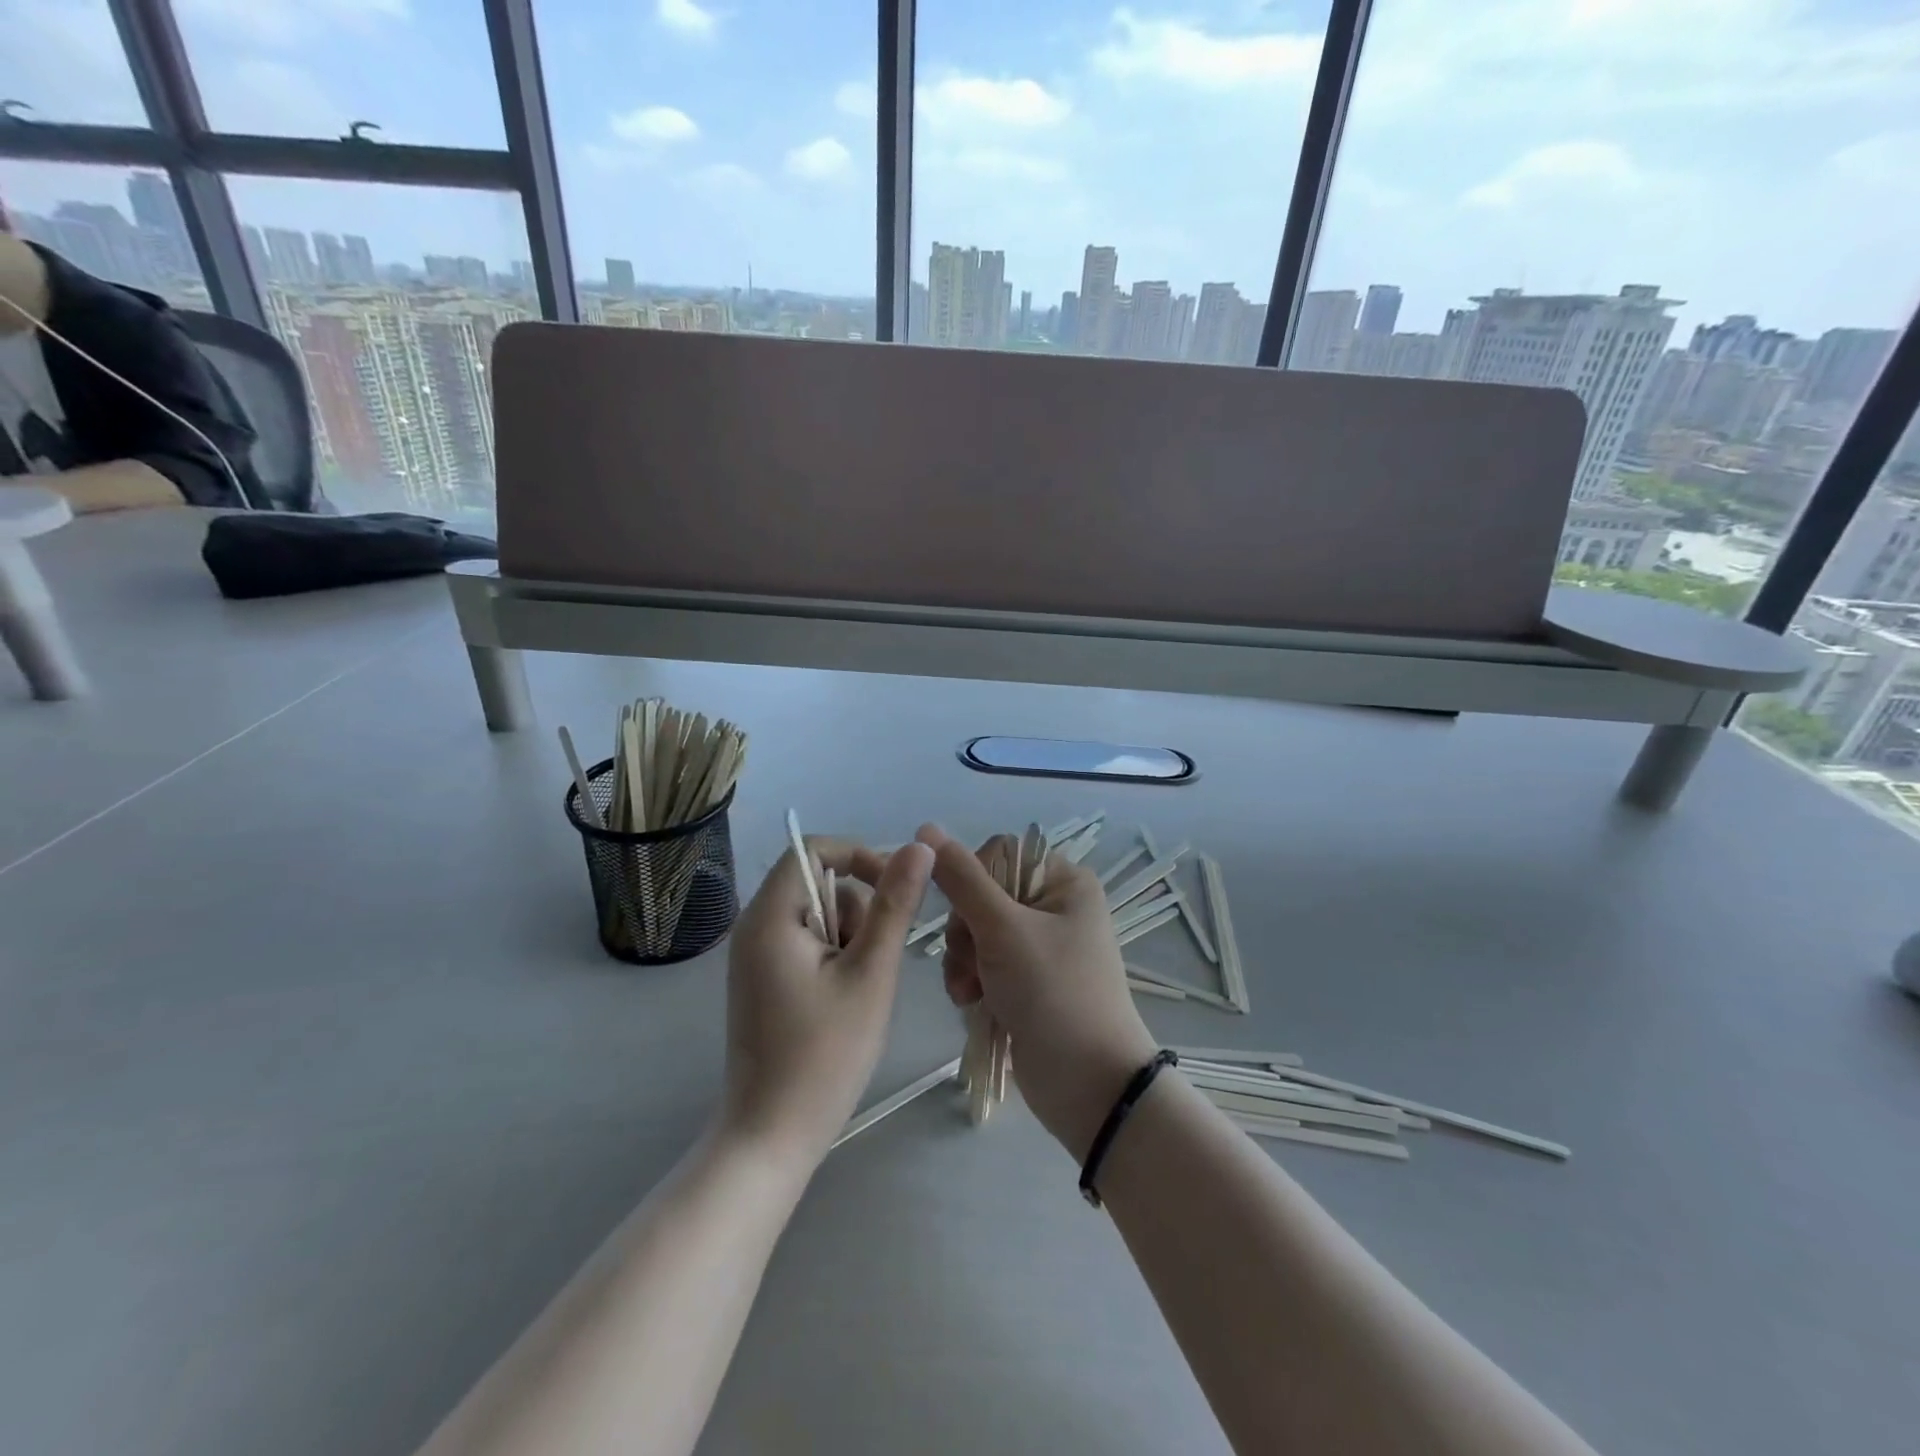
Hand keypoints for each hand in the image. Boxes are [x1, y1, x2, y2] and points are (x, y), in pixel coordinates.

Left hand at [719, 837, 933, 1173]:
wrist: (771, 1137)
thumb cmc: (824, 1055)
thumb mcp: (871, 974)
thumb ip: (894, 905)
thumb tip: (918, 847)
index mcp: (770, 916)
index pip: (813, 848)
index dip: (860, 855)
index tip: (896, 889)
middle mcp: (754, 926)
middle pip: (818, 882)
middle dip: (858, 910)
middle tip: (873, 962)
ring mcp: (755, 955)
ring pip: (818, 915)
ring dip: (850, 937)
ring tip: (860, 990)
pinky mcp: (762, 980)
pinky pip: (806, 942)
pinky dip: (835, 957)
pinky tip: (844, 1000)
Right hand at [919, 824, 1156, 1159]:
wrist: (1089, 1086)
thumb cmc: (1053, 993)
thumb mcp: (1003, 929)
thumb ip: (961, 879)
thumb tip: (926, 829)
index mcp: (1064, 882)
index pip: (999, 854)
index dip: (972, 881)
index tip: (967, 915)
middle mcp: (1054, 907)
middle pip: (982, 895)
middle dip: (965, 931)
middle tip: (969, 962)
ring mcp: (1040, 948)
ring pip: (976, 932)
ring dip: (963, 960)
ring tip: (967, 992)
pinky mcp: (1027, 983)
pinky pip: (983, 964)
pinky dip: (971, 981)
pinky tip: (971, 1004)